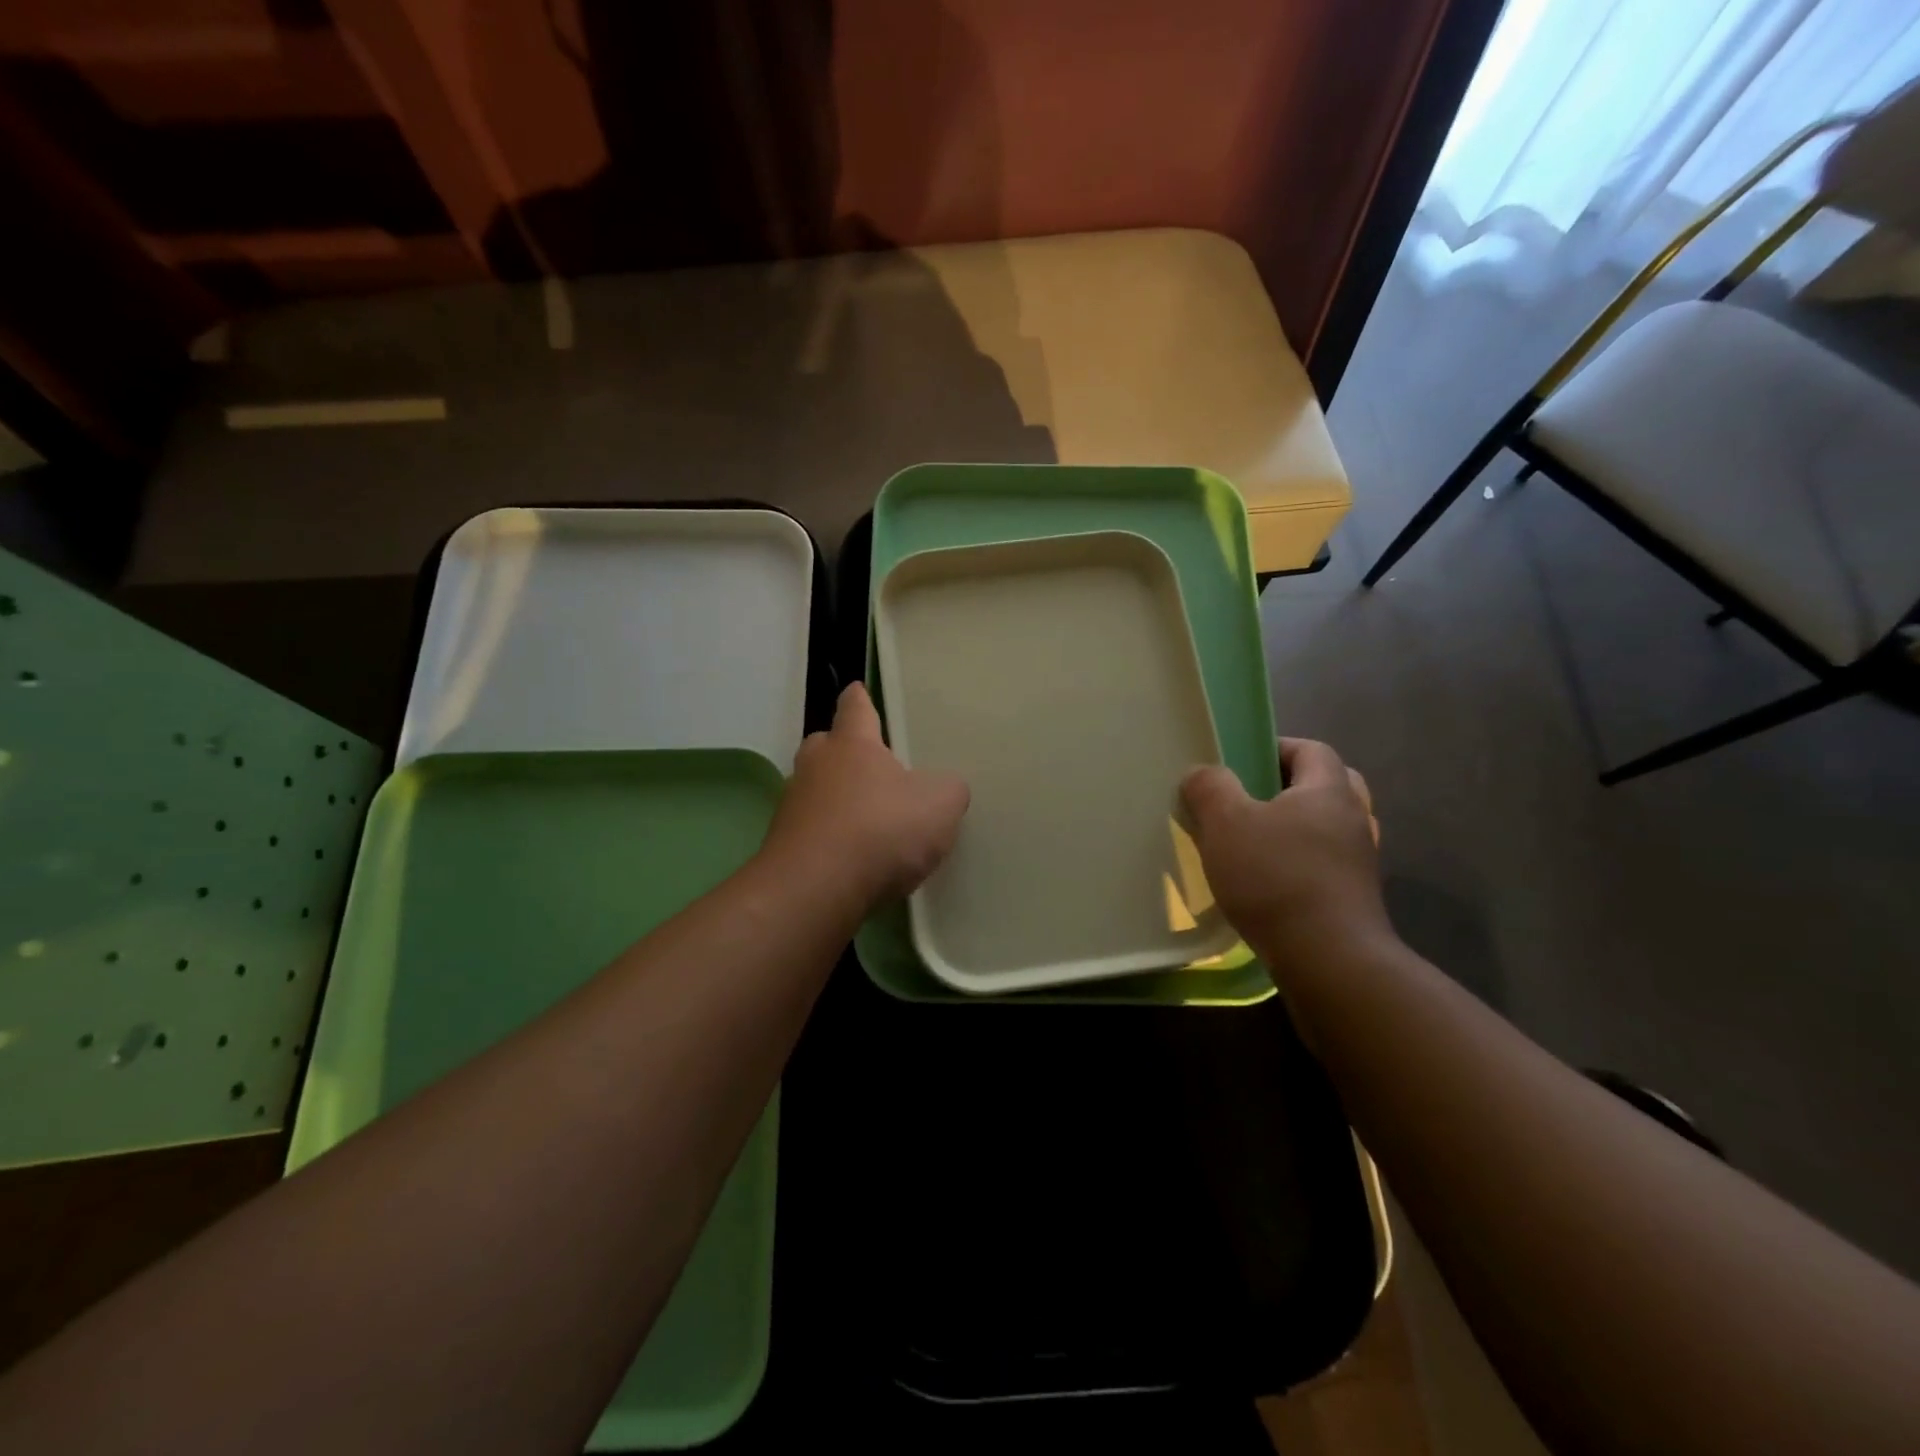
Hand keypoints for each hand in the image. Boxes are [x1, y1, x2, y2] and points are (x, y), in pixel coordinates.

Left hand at [763, 683, 969, 902]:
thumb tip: (946, 788)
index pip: (855, 707)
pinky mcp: (782, 846)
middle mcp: (816, 766)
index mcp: (852, 744)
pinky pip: (811, 830)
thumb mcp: (939, 805)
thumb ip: (948, 790)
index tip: (858, 691)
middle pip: (827, 746)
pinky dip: (828, 837)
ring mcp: (793, 806)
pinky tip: (851, 859)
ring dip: (836, 799)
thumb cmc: (880, 830)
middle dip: (845, 751)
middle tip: (870, 765)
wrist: (814, 890)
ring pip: (816, 790)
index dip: (860, 699)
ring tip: (866, 820)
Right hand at [1180, 738, 1393, 974]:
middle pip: (1330, 786)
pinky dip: (1302, 864)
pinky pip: (1327, 865)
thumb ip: (1210, 788)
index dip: (1276, 747)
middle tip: (1253, 799)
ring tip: (1257, 842)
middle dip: (1291, 787)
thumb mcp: (1226, 824)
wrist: (1329, 960)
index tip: (1240, 763)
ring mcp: (1359, 863)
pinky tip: (1269, 883)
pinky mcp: (1354, 899)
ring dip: (1298, 828)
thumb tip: (1202, 773)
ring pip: (1329, 828)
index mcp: (1329, 791)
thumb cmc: (1276, 878)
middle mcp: (1354, 820)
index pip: (1312, 749)